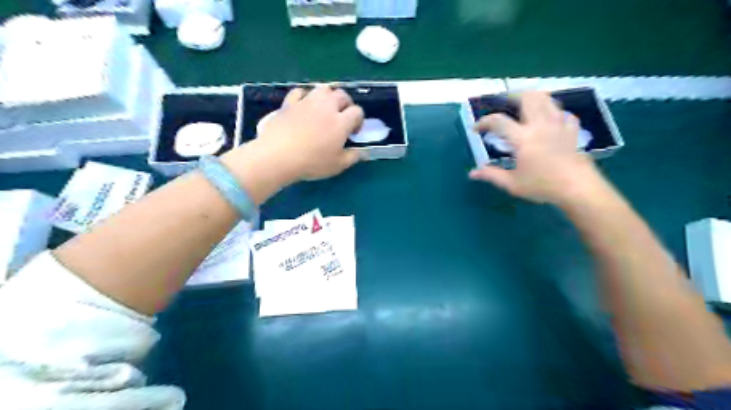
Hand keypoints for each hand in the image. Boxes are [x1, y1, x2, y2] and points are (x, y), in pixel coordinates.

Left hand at [255, 85, 364, 182]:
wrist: (278, 155)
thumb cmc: (311, 162)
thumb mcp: (337, 166)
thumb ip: (352, 157)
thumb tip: (360, 152)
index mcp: (341, 122)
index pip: (357, 112)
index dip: (359, 120)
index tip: (353, 132)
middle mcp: (326, 107)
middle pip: (342, 95)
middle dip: (346, 104)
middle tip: (342, 117)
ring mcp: (307, 102)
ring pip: (323, 88)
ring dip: (328, 96)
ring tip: (325, 108)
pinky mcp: (289, 103)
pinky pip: (300, 92)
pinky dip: (305, 96)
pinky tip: (304, 105)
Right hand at [471, 90, 601, 203]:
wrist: (578, 188)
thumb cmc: (543, 186)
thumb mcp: (512, 184)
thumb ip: (491, 175)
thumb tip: (472, 174)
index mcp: (523, 138)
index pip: (498, 121)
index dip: (483, 122)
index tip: (476, 129)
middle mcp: (540, 125)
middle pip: (527, 98)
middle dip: (512, 96)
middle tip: (503, 104)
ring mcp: (558, 125)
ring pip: (546, 99)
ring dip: (533, 98)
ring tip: (524, 105)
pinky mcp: (572, 130)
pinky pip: (563, 113)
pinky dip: (554, 112)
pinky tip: (550, 119)